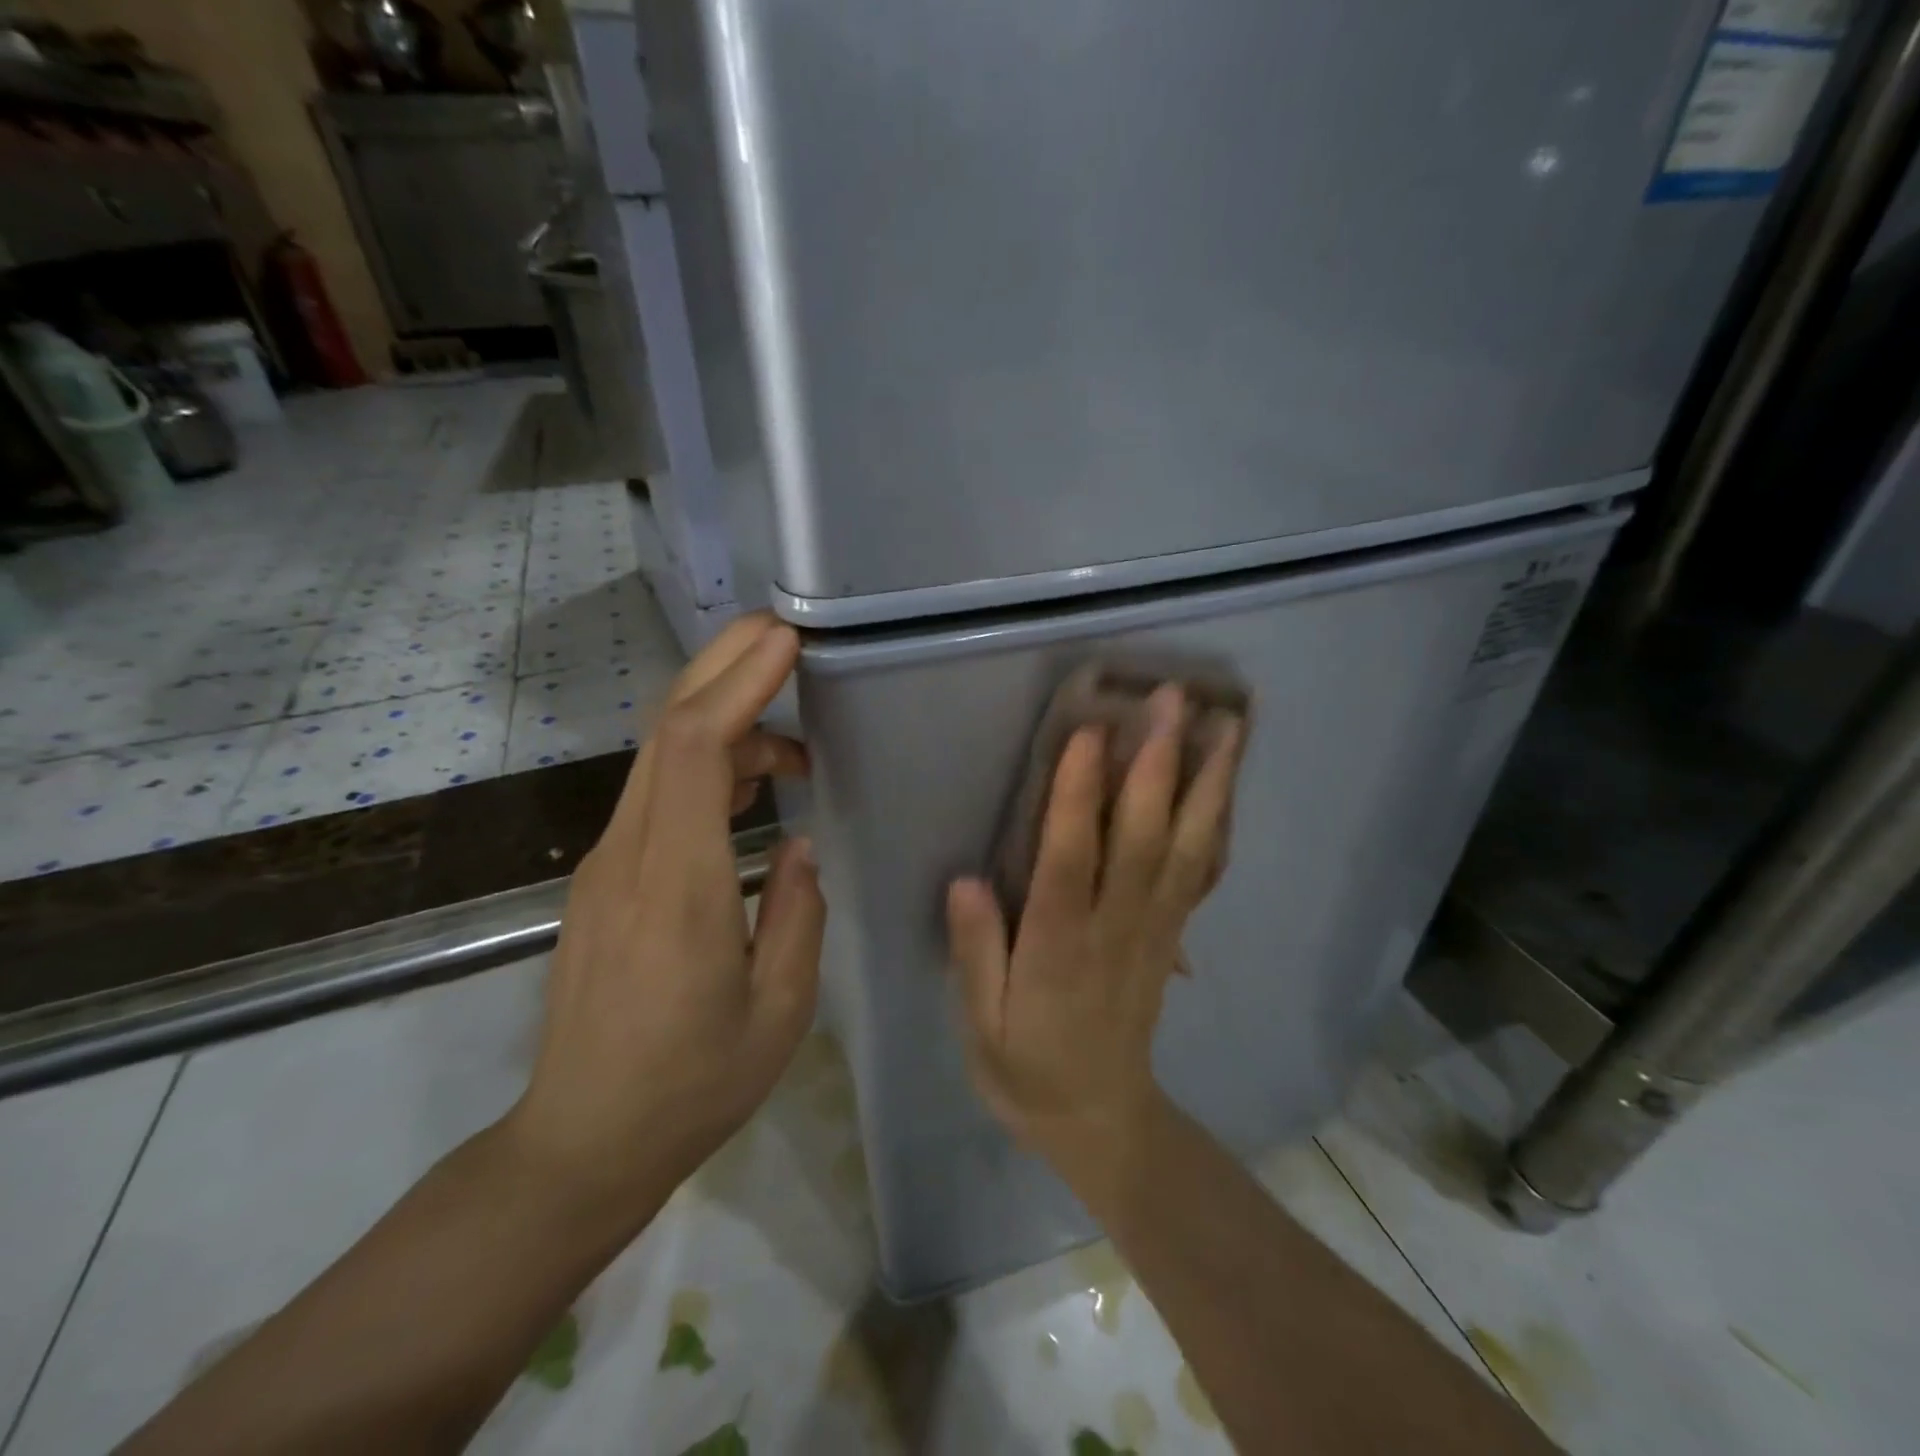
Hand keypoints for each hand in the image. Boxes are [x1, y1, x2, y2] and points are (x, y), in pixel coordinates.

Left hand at [509, 613, 824, 1213]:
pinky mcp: (604, 880)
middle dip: (723, 668)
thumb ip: (798, 914)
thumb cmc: (691, 1085)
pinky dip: (705, 764)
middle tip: (784, 636)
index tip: (787, 642)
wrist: (580, 1142)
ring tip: (795, 739)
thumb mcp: (779, 1011)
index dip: (737, 683)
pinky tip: (752, 787)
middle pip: (665, 730)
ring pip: (659, 758)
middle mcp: (629, 857)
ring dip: (723, 720)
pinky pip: (655, 795)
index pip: (692, 749)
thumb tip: (800, 844)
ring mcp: (606, 865)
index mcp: (677, 886)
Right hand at [947, 685, 1243, 1184]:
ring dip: (1206, 784)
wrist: (1101, 1122)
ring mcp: (1153, 929)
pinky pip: (1199, 871)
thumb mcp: (980, 1027)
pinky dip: (1216, 821)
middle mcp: (1114, 927)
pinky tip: (1225, 782)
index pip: (1071, 860)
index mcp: (1058, 947)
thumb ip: (974, 954)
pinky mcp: (1171, 934)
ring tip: (1224, 726)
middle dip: (1159, 764)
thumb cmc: (1028, 1070)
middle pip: (1144, 838)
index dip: (1080, 796)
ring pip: (1187, 849)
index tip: (1090, 732)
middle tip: (1172, 699)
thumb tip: (965, 880)